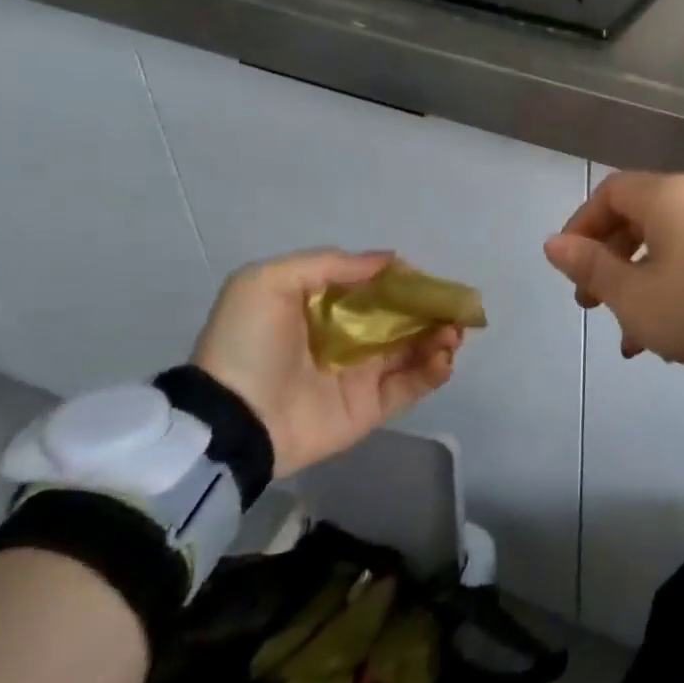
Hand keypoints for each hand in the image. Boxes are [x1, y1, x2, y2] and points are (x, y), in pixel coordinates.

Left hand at [191, 249, 461, 478]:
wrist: (230, 420)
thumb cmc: (248, 344)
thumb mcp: (268, 281)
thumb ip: (329, 264)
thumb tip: (389, 263)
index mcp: (325, 308)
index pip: (376, 290)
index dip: (405, 283)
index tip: (426, 281)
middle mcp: (347, 339)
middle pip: (402, 320)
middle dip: (431, 311)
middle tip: (453, 310)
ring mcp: (360, 376)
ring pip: (414, 351)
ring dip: (439, 338)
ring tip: (451, 334)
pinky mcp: (370, 409)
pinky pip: (411, 387)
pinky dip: (434, 372)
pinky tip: (443, 359)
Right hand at [543, 172, 683, 366]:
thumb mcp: (632, 293)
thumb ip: (590, 265)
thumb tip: (553, 242)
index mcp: (663, 197)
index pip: (609, 194)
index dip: (581, 226)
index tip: (569, 265)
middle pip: (634, 220)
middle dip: (606, 263)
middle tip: (591, 303)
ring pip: (660, 248)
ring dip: (635, 287)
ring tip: (627, 337)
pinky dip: (666, 289)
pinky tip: (659, 337)